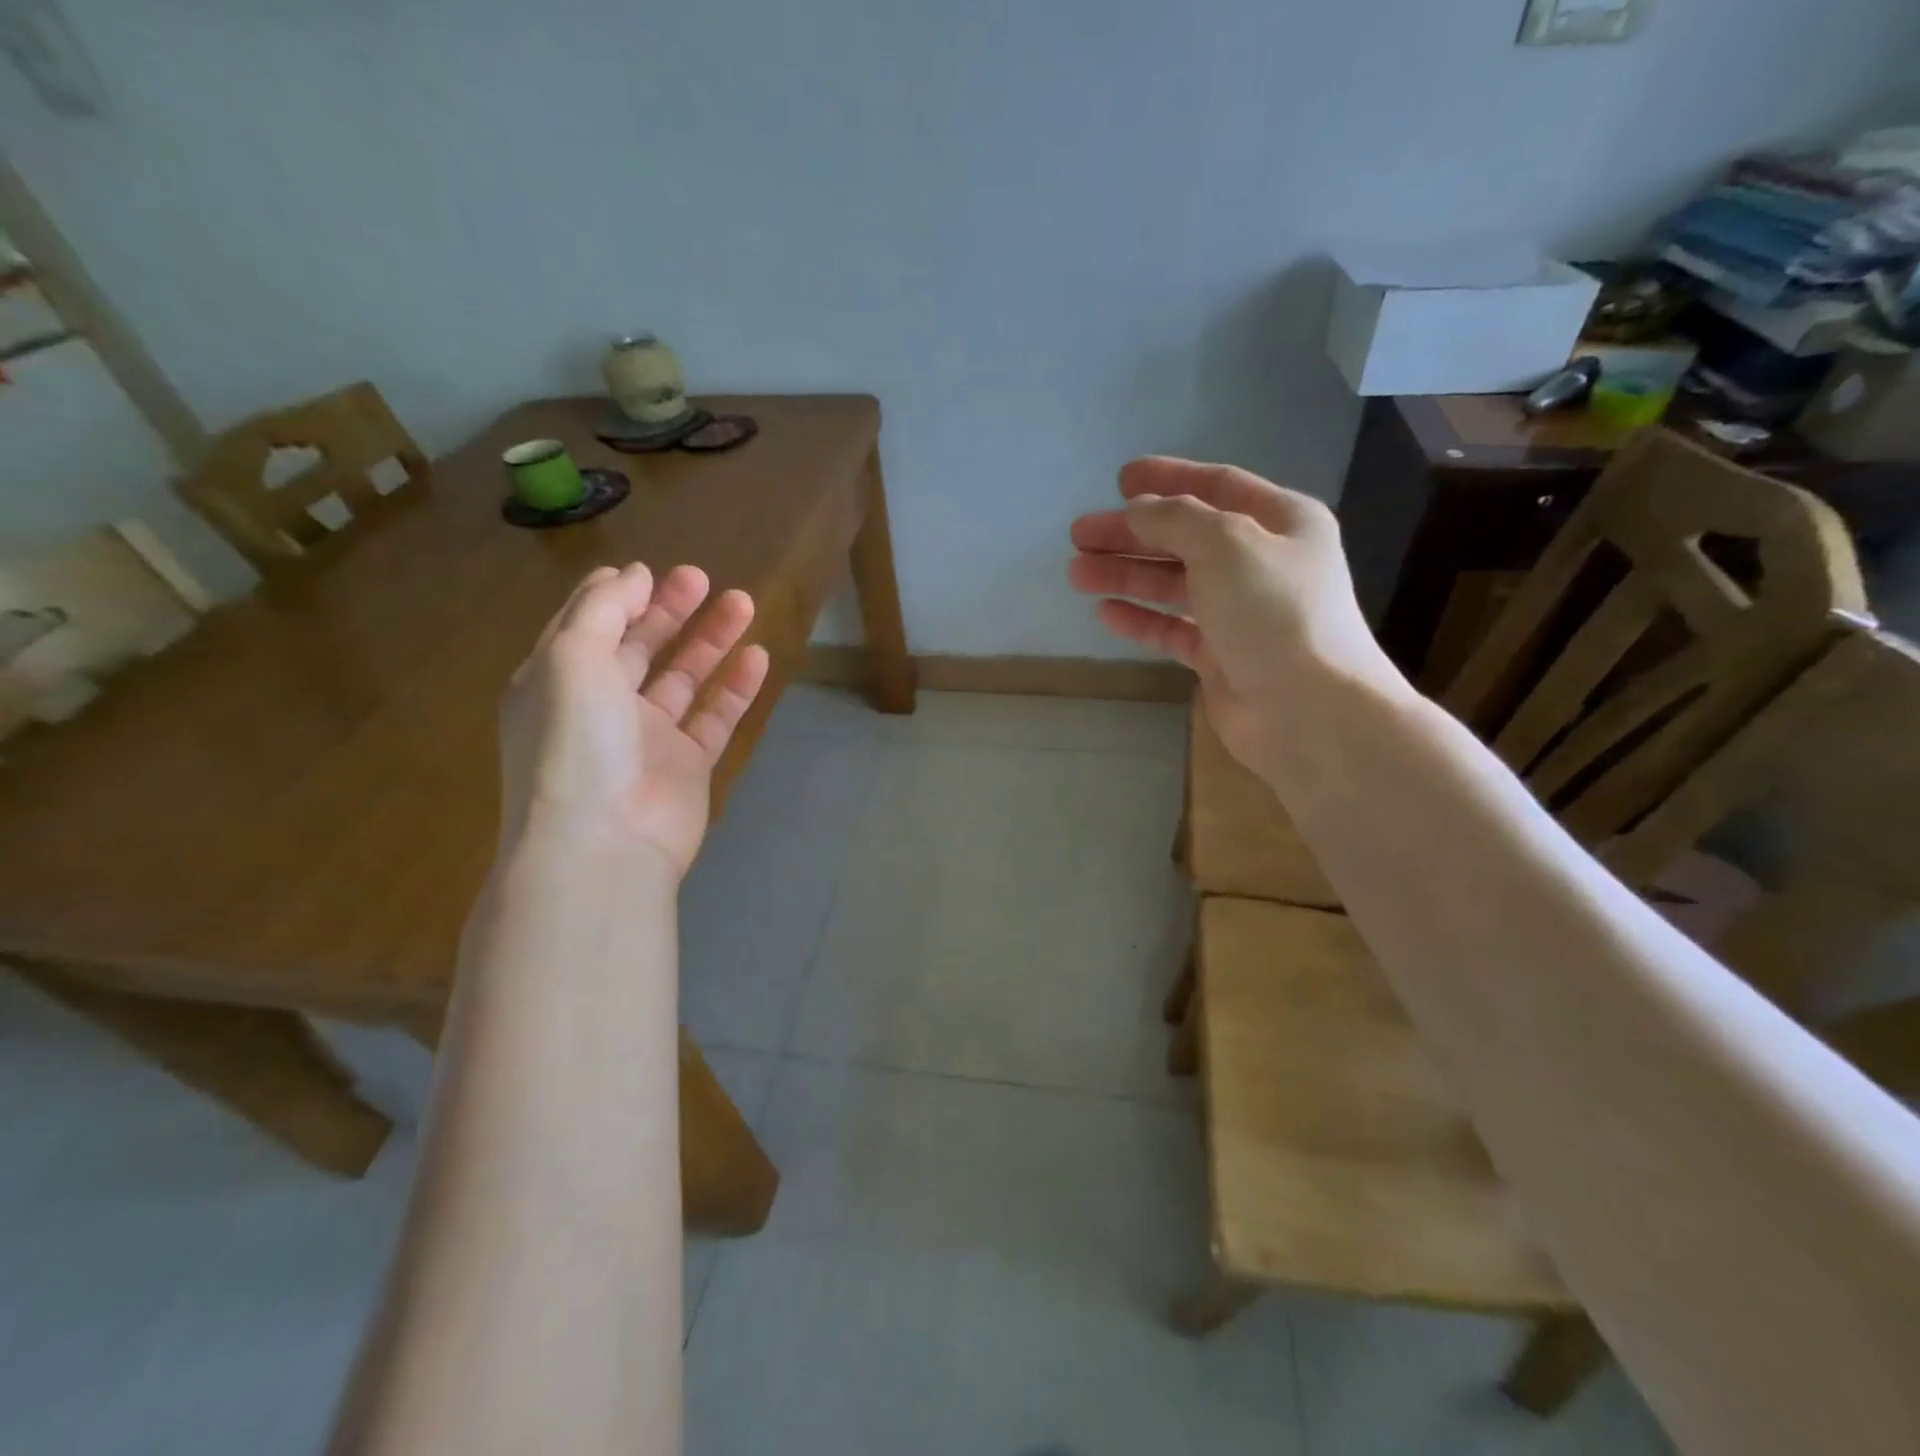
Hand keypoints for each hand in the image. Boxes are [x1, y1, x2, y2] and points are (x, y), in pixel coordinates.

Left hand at [498, 563, 770, 877]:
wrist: (604, 844)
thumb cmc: (575, 743)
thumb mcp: (572, 659)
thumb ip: (603, 610)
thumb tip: (632, 574)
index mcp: (558, 682)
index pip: (588, 627)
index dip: (617, 597)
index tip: (651, 571)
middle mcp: (601, 706)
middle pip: (640, 647)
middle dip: (670, 610)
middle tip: (703, 579)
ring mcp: (648, 738)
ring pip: (683, 677)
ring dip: (711, 640)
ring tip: (743, 603)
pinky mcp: (688, 765)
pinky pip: (715, 716)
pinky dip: (735, 687)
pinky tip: (757, 657)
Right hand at [1068, 457, 1403, 769]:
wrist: (1307, 710)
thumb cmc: (1273, 612)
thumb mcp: (1225, 543)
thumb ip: (1175, 518)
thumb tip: (1138, 511)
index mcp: (1282, 522)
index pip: (1218, 486)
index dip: (1168, 479)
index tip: (1120, 479)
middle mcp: (1262, 563)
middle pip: (1186, 537)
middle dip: (1132, 534)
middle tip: (1079, 535)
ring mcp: (1241, 613)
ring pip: (1174, 584)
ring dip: (1127, 575)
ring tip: (1077, 573)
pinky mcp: (1220, 657)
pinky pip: (1172, 629)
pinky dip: (1140, 619)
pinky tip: (1105, 613)